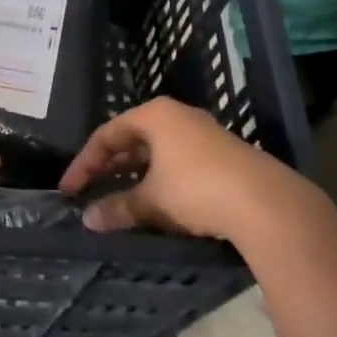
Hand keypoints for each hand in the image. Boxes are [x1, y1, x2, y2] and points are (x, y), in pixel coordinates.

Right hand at [59, 97, 323, 244]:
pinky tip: (155, 205)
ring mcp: (203, 135)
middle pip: (132, 140)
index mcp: (155, 116)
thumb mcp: (151, 201)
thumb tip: (88, 220)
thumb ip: (117, 208)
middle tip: (90, 193)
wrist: (266, 203)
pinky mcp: (222, 156)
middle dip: (109, 168)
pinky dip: (159, 181)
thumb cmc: (197, 189)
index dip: (84, 163)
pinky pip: (177, 164)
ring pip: (156, 153)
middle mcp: (178, 117)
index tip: (70, 190)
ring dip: (134, 177)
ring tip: (118, 201)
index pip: (107, 134)